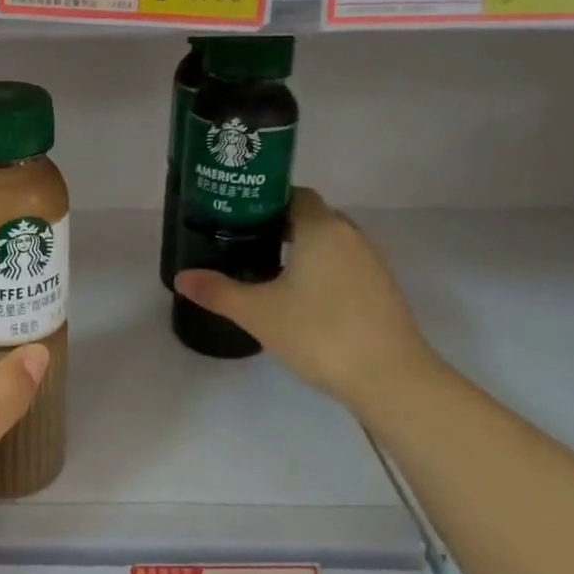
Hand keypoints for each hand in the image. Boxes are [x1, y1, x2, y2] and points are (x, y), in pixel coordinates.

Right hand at [175, 187, 437, 408]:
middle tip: (245, 242)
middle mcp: (351, 236)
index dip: (266, 200)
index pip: (295, 194)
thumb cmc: (319, 333)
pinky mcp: (383, 291)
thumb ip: (218, 291)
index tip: (238, 216)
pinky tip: (303, 298)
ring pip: (331, 243)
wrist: (391, 378)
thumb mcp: (258, 312)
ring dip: (304, 250)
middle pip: (313, 217)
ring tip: (269, 270)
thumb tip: (182, 277)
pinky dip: (324, 271)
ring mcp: (373, 264)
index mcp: (321, 228)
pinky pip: (346, 266)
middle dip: (281, 226)